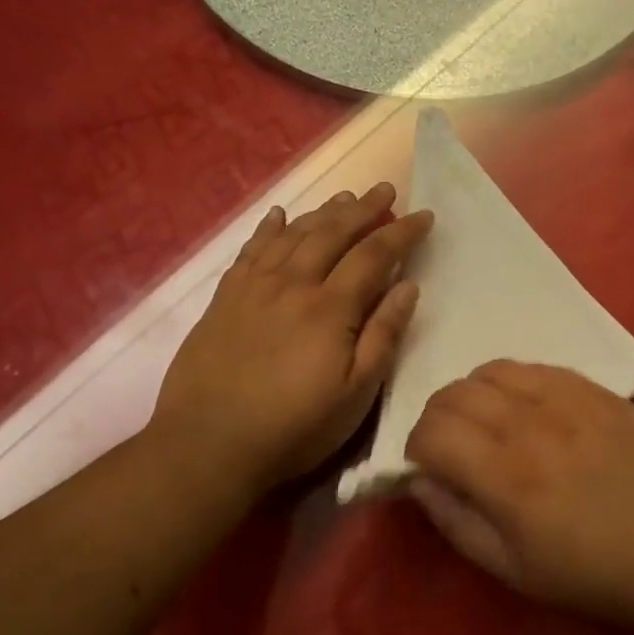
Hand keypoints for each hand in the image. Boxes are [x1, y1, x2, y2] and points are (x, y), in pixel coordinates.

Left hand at [152, 184, 432, 495]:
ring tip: (344, 197)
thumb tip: (409, 286)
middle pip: (332, 233)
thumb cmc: (294, 427)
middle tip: (385, 191)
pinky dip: (269, 228)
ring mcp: (254, 288)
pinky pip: (251, 249)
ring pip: (294, 235)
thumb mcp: (355, 394)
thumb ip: (383, 336)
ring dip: (322, 212)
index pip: (374, 255)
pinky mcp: (224, 299)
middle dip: (363, 209)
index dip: (401, 233)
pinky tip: (280, 216)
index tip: (423, 216)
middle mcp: (293, 284)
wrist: (209, 443)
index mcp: (330, 308)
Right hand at [404, 361, 633, 631]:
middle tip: (452, 449)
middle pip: (453, 393)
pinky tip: (528, 411)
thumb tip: (420, 483)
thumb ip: (456, 523)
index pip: (431, 431)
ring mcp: (567, 398)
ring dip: (472, 396)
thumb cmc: (595, 573)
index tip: (427, 469)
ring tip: (488, 426)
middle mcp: (530, 424)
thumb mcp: (514, 570)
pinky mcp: (595, 389)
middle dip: (436, 420)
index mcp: (506, 476)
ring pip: (490, 370)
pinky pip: (534, 366)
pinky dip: (513, 384)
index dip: (414, 448)